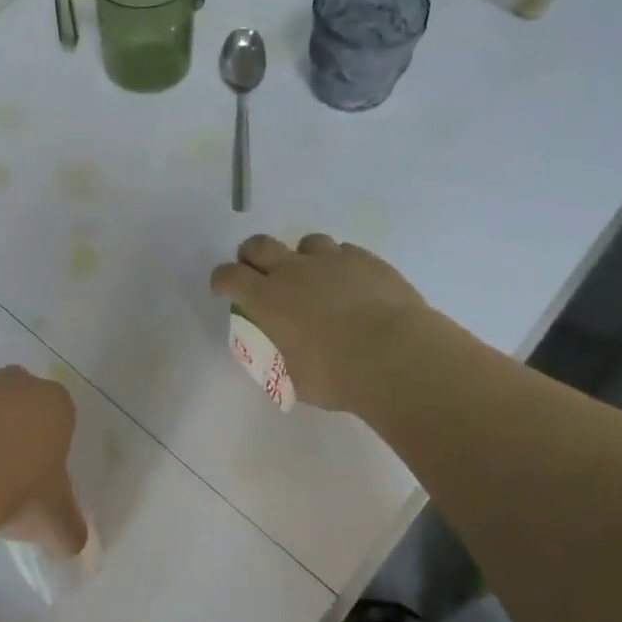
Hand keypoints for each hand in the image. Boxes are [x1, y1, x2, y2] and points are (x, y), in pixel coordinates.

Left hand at [0, 366, 87, 555]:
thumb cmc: (18, 489)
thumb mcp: (53, 521)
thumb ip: (68, 532)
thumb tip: (72, 546)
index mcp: (53, 403)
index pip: (60, 419)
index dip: (50, 450)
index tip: (39, 482)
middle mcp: (12, 384)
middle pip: (17, 406)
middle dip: (12, 435)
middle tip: (4, 480)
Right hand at [209, 234, 453, 415]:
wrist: (398, 356)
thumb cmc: (338, 376)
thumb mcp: (295, 379)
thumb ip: (285, 360)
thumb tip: (289, 356)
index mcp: (267, 299)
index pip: (229, 276)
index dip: (222, 280)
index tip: (224, 290)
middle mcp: (293, 271)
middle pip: (259, 244)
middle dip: (252, 256)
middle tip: (259, 273)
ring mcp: (332, 260)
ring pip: (306, 242)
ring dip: (302, 258)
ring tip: (314, 279)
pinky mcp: (366, 260)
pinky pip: (345, 252)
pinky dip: (340, 265)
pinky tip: (351, 285)